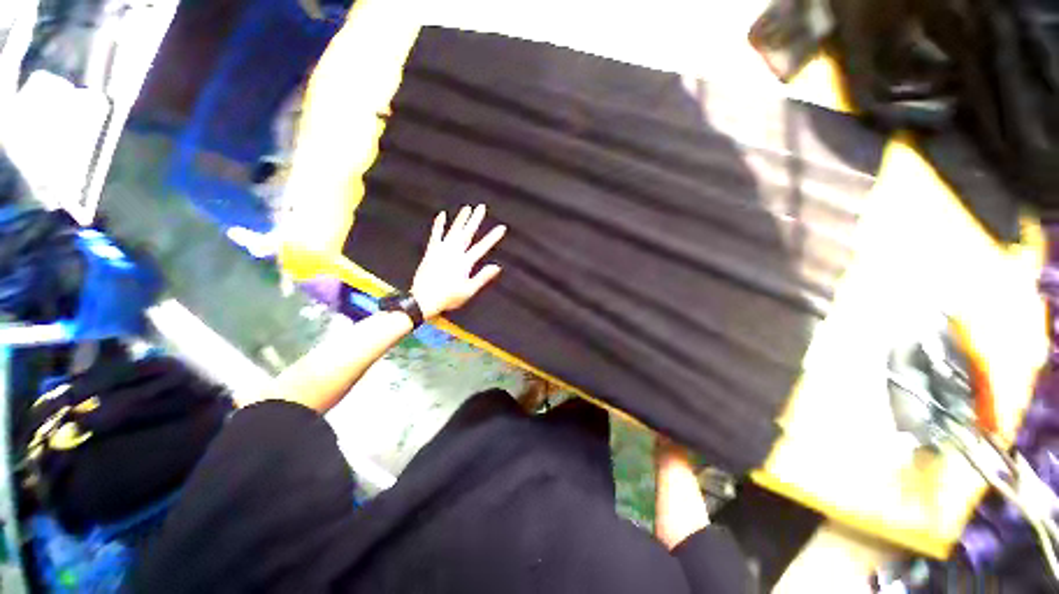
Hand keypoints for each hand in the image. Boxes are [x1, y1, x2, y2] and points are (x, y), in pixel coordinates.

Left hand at [411, 205, 506, 319]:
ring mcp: (441, 250)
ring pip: (453, 231)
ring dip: (461, 219)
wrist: (423, 299)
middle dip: (475, 219)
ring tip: (467, 208)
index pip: (482, 247)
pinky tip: (442, 215)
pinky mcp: (431, 251)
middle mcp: (454, 252)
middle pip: (467, 233)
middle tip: (482, 207)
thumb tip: (497, 266)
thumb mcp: (469, 291)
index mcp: (464, 262)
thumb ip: (483, 277)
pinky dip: (439, 225)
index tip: (501, 227)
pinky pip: (436, 234)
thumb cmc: (448, 297)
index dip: (493, 237)